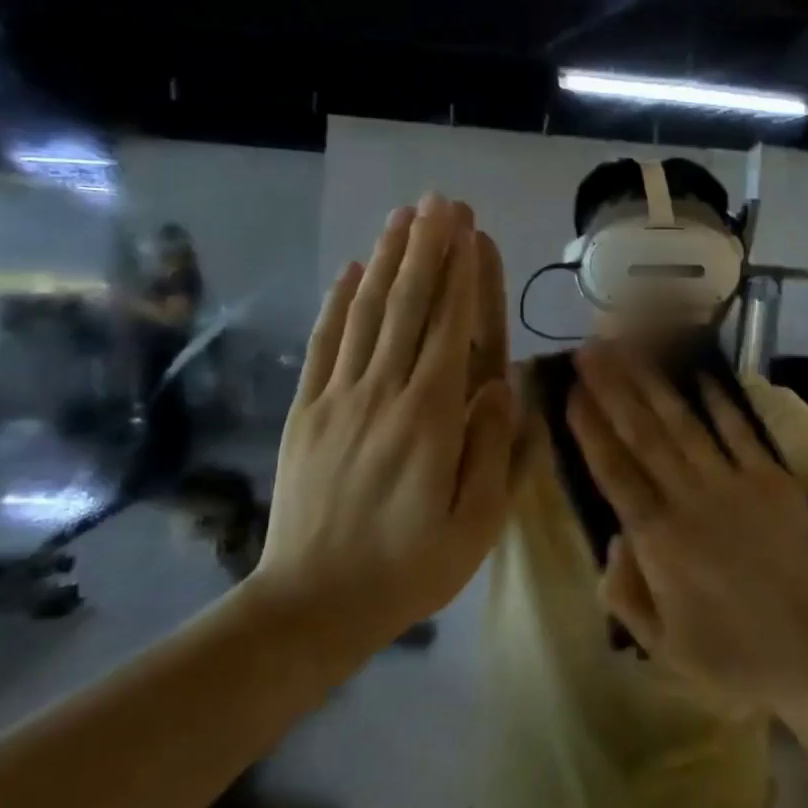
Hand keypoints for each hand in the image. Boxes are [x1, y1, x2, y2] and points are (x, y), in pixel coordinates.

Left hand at [249, 194, 516, 677]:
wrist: (312, 605)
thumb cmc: (410, 568)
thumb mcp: (473, 524)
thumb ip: (491, 450)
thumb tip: (501, 386)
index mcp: (429, 419)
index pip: (449, 329)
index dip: (461, 274)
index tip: (468, 229)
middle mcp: (382, 394)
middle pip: (407, 307)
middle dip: (426, 249)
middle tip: (440, 202)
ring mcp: (338, 399)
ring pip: (366, 314)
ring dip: (386, 260)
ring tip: (403, 216)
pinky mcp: (307, 412)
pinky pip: (325, 345)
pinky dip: (339, 303)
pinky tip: (352, 270)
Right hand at [565, 341, 807, 703]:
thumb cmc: (732, 655)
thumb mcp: (662, 646)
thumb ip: (627, 593)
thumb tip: (614, 538)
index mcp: (658, 540)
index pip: (614, 471)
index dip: (590, 428)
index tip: (571, 391)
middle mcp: (688, 499)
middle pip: (643, 434)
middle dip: (613, 389)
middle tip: (591, 349)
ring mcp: (732, 483)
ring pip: (683, 423)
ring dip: (654, 383)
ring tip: (631, 349)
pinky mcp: (769, 478)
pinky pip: (738, 431)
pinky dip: (718, 400)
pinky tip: (698, 373)